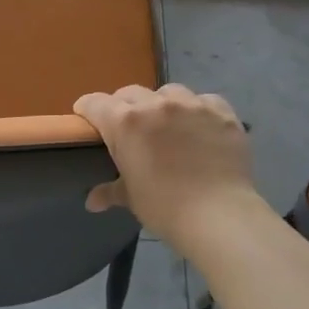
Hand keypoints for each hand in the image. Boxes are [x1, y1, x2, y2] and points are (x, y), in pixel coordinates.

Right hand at [72, 85, 260, 251]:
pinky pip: (203, 101)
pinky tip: (200, 128)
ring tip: (167, 125)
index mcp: (125, 123)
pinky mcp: (221, 112)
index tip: (87, 119)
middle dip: (124, 106)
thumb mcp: (132, 198)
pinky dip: (197, 110)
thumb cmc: (165, 208)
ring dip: (161, 104)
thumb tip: (92, 202)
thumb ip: (111, 191)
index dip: (87, 110)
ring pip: (168, 92)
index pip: (95, 103)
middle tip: (128, 128)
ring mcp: (191, 105)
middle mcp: (156, 104)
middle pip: (130, 93)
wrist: (219, 216)